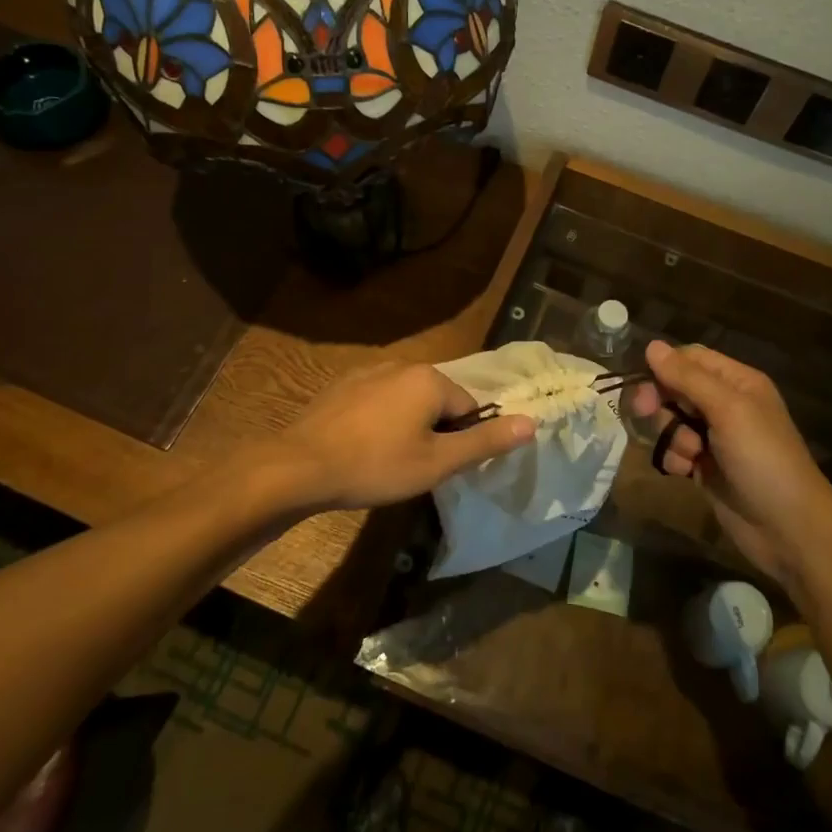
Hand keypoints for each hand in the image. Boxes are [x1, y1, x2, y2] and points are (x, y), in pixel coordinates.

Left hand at [274, 362, 534, 513]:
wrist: (300, 466)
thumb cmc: (376, 465)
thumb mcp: (437, 462)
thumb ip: (485, 441)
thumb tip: (531, 422)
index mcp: (430, 379)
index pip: (468, 408)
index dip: (460, 441)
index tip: (439, 467)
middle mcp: (403, 364)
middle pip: (438, 401)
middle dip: (434, 432)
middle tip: (414, 467)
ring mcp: (368, 371)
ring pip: (406, 401)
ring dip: (407, 426)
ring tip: (387, 460)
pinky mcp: (343, 385)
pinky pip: (378, 401)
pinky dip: (379, 421)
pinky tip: (362, 447)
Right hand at [629, 341, 831, 588]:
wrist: (789, 529)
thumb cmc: (763, 459)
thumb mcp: (728, 410)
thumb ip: (687, 377)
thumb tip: (651, 345)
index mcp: (737, 382)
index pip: (691, 358)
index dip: (664, 366)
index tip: (643, 383)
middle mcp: (725, 404)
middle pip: (675, 388)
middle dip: (660, 401)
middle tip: (645, 413)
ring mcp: (714, 437)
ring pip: (671, 420)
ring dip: (670, 434)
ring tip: (689, 454)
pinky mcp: (705, 466)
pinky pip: (675, 450)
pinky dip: (674, 459)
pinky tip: (686, 472)